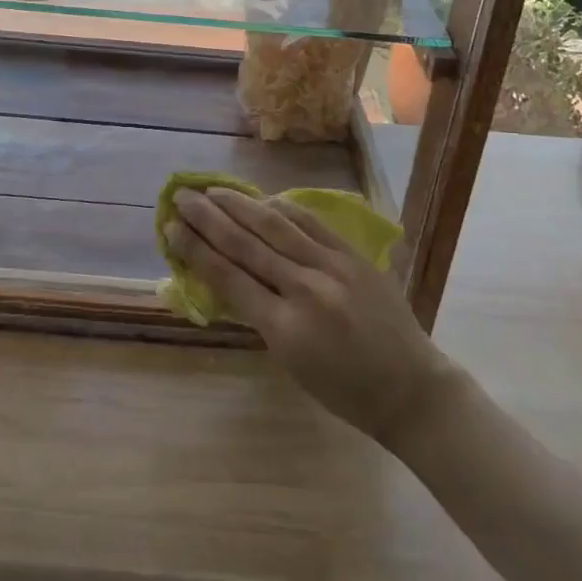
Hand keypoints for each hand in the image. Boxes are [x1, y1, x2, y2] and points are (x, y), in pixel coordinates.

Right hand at [166, 185, 461, 448]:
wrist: (410, 387)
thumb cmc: (345, 391)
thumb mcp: (290, 362)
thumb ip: (260, 315)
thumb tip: (228, 274)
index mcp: (284, 328)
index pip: (228, 277)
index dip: (195, 250)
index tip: (171, 227)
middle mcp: (304, 289)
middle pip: (246, 244)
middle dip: (208, 218)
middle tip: (181, 196)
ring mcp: (332, 267)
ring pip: (275, 225)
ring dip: (239, 205)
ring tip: (212, 189)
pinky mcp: (352, 255)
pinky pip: (310, 223)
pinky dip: (282, 208)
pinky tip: (261, 199)